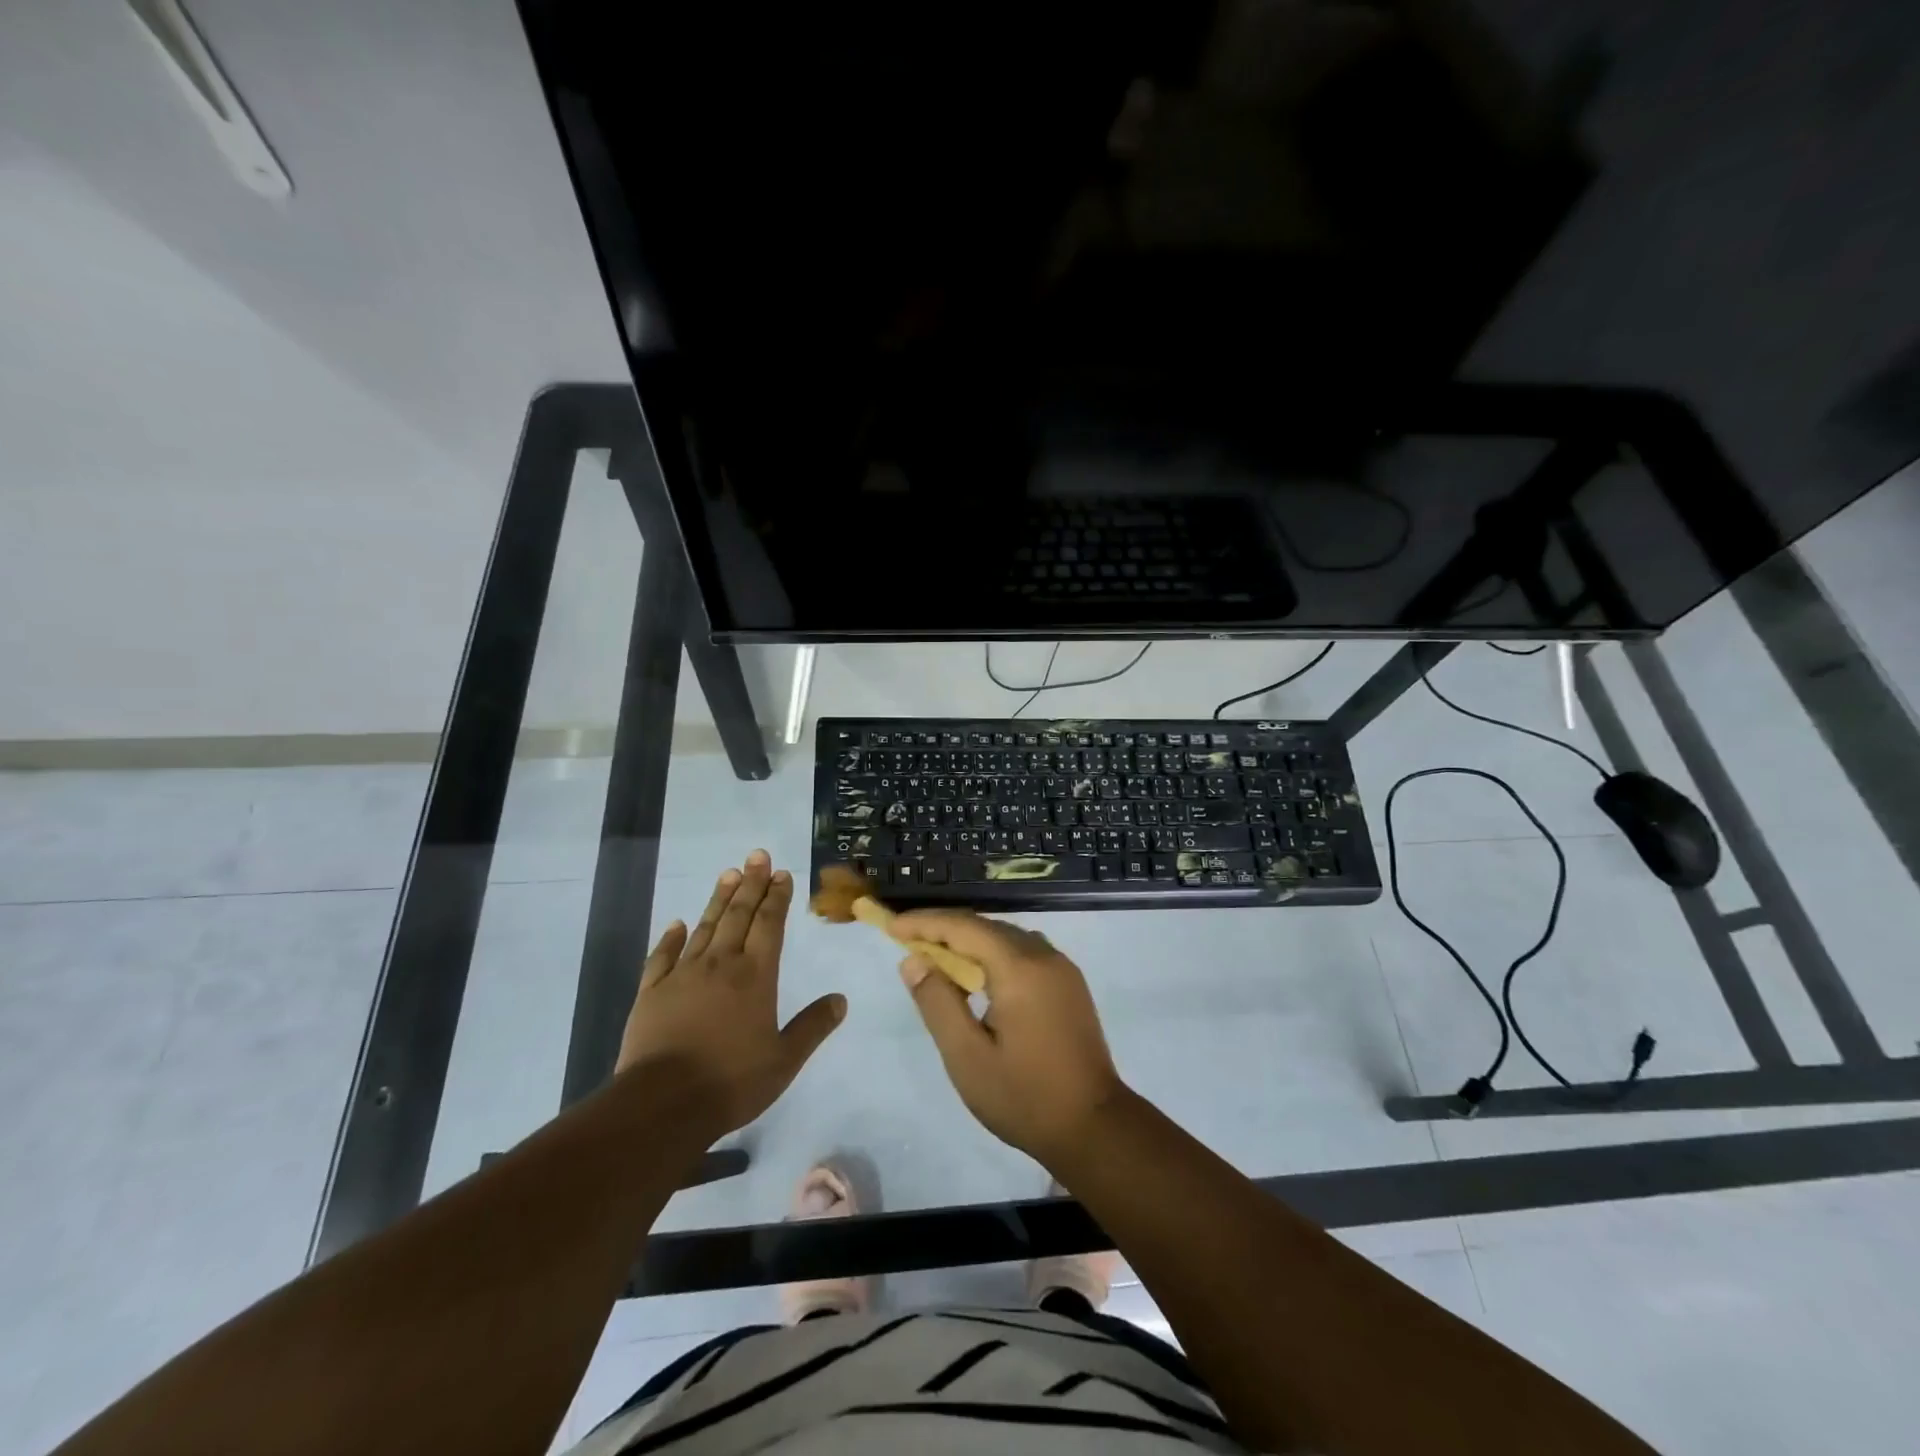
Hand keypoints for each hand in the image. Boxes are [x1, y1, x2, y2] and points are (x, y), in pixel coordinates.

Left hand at [616, 851, 844, 1136]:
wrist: (663, 1104)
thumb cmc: (731, 1081)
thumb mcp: (785, 1059)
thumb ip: (813, 1026)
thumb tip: (841, 999)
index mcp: (755, 976)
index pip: (769, 925)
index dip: (776, 897)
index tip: (781, 873)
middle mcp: (720, 964)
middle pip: (738, 915)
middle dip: (750, 883)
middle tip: (757, 855)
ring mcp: (682, 975)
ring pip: (705, 927)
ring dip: (719, 899)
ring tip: (728, 873)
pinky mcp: (652, 992)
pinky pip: (663, 956)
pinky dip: (671, 937)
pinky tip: (678, 923)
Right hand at [891, 908, 1127, 1163]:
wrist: (1094, 1127)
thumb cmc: (1024, 1096)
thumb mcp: (967, 1056)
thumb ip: (937, 1002)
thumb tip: (913, 961)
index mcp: (1019, 967)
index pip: (964, 926)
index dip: (925, 923)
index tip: (892, 926)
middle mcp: (1044, 955)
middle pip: (986, 927)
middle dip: (944, 930)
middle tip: (908, 943)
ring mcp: (1062, 968)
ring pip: (1006, 938)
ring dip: (970, 942)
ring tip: (936, 959)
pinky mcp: (1070, 984)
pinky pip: (1024, 953)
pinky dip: (993, 955)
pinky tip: (977, 979)